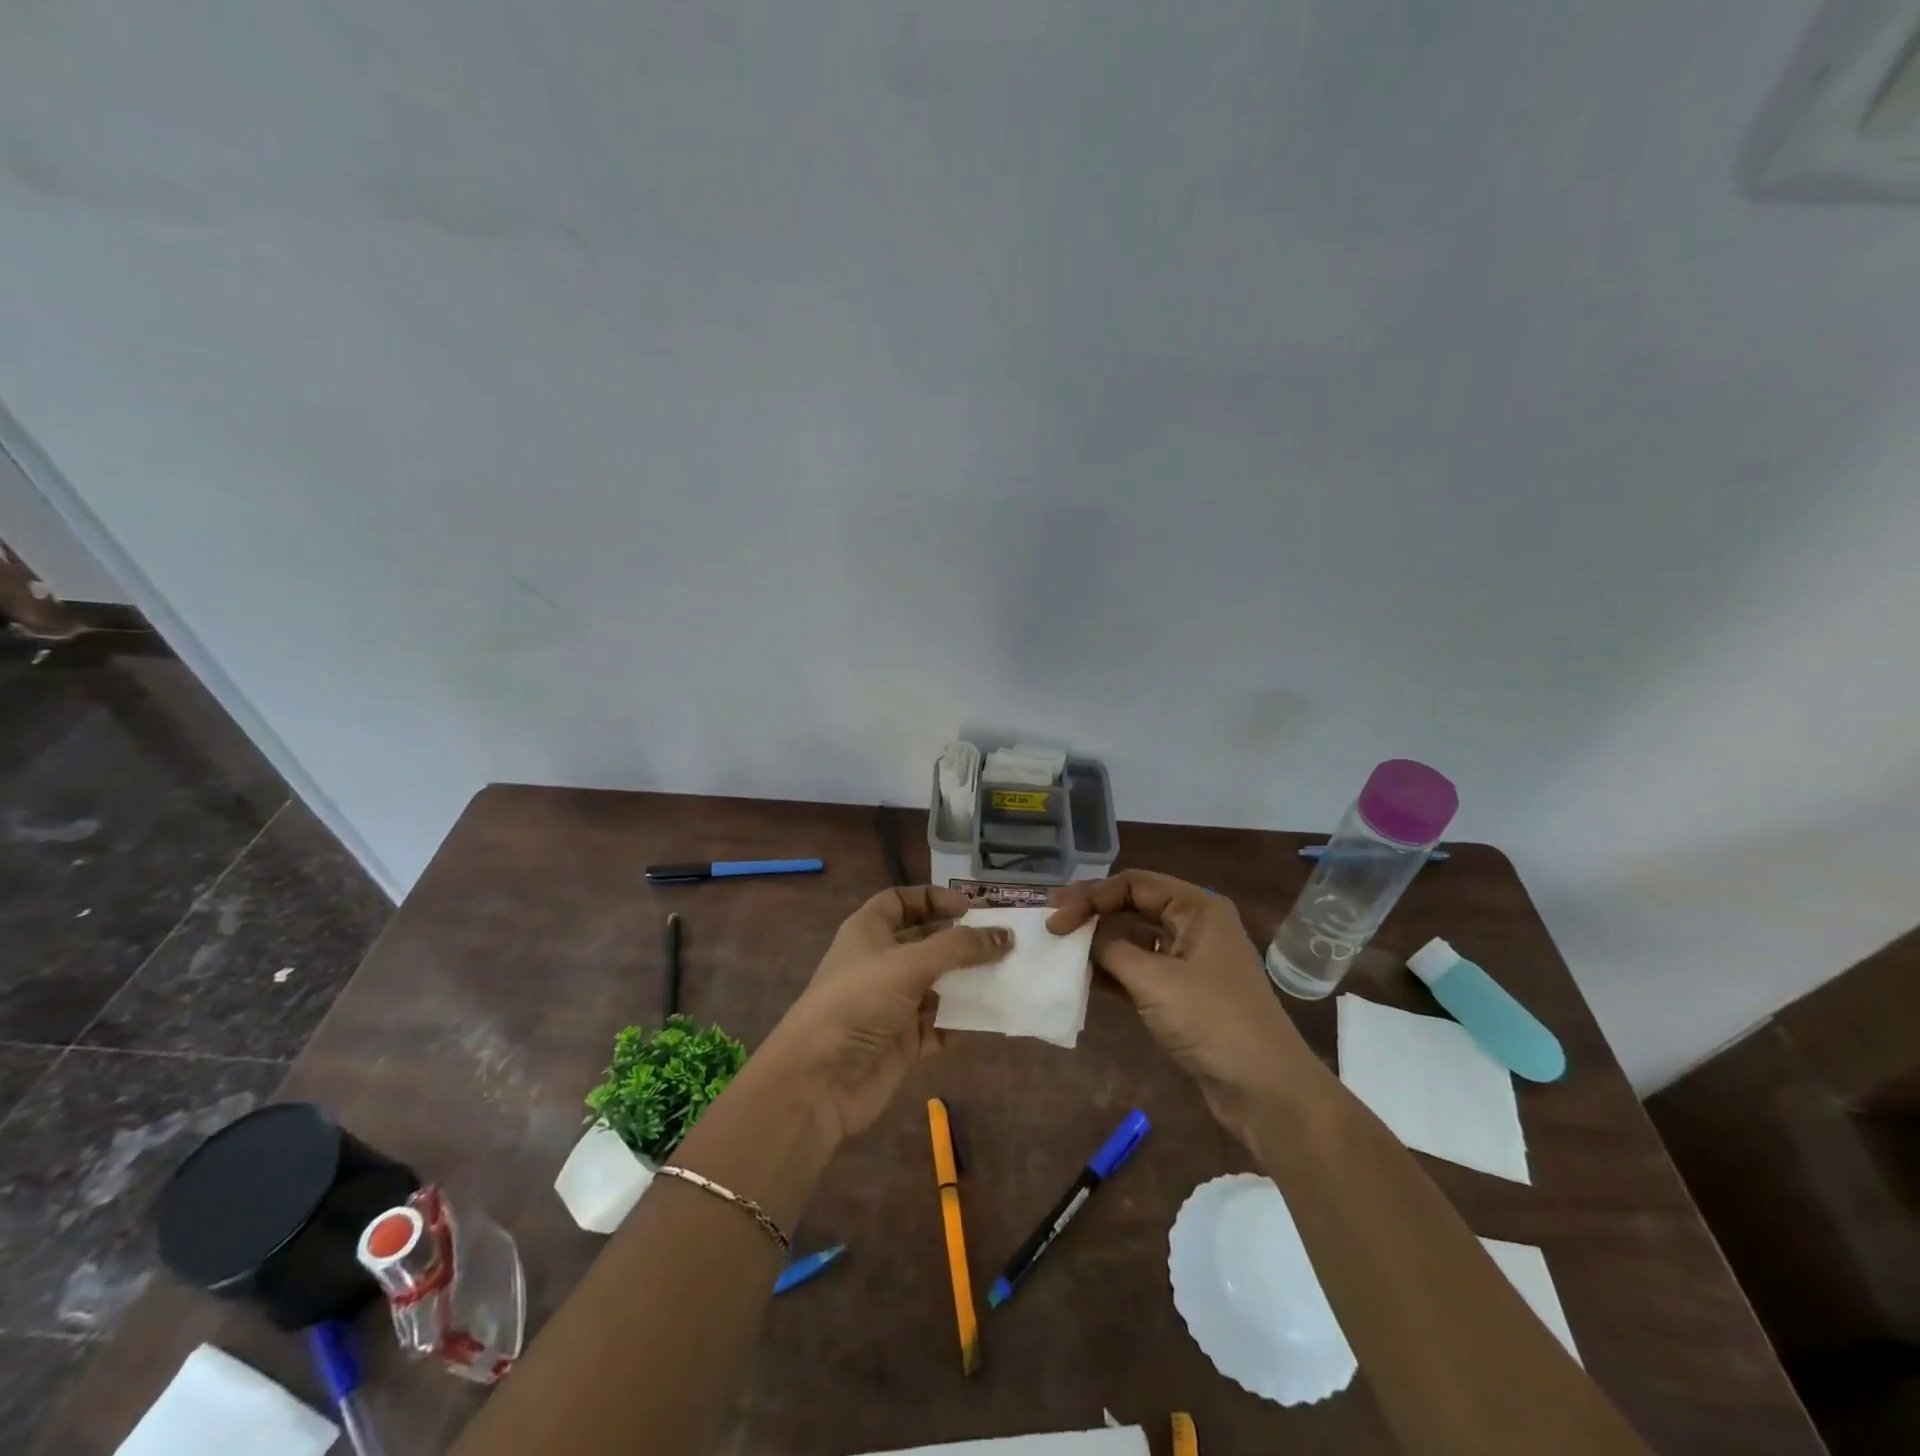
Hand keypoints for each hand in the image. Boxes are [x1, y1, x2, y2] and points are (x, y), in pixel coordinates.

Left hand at [753, 886, 1010, 1145]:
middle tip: (1002, 940)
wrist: (819, 1081)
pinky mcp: (903, 1042)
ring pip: (937, 984)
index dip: (933, 898)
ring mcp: (892, 1004)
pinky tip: (992, 1016)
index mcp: (868, 931)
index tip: (970, 907)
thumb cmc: (858, 1002)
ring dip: (968, 980)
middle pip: (925, 942)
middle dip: (960, 941)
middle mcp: (880, 963)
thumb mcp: (909, 964)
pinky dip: (963, 1021)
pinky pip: (941, 1025)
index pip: (901, 901)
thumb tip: (1005, 936)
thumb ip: (959, 948)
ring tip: (1008, 974)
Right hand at [1048, 870, 1315, 1136]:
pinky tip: (1083, 977)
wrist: (1265, 1091)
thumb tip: (1082, 935)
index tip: (1056, 917)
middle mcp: (1194, 926)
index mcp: (1197, 908)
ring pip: (1134, 938)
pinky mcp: (1183, 993)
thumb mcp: (1155, 980)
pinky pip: (1139, 969)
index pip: (1134, 883)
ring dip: (1099, 943)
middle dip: (1092, 913)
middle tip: (1052, 925)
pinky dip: (1112, 971)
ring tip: (1060, 949)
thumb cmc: (1213, 1021)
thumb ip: (1111, 950)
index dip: (1092, 895)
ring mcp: (1189, 961)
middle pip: (1133, 906)